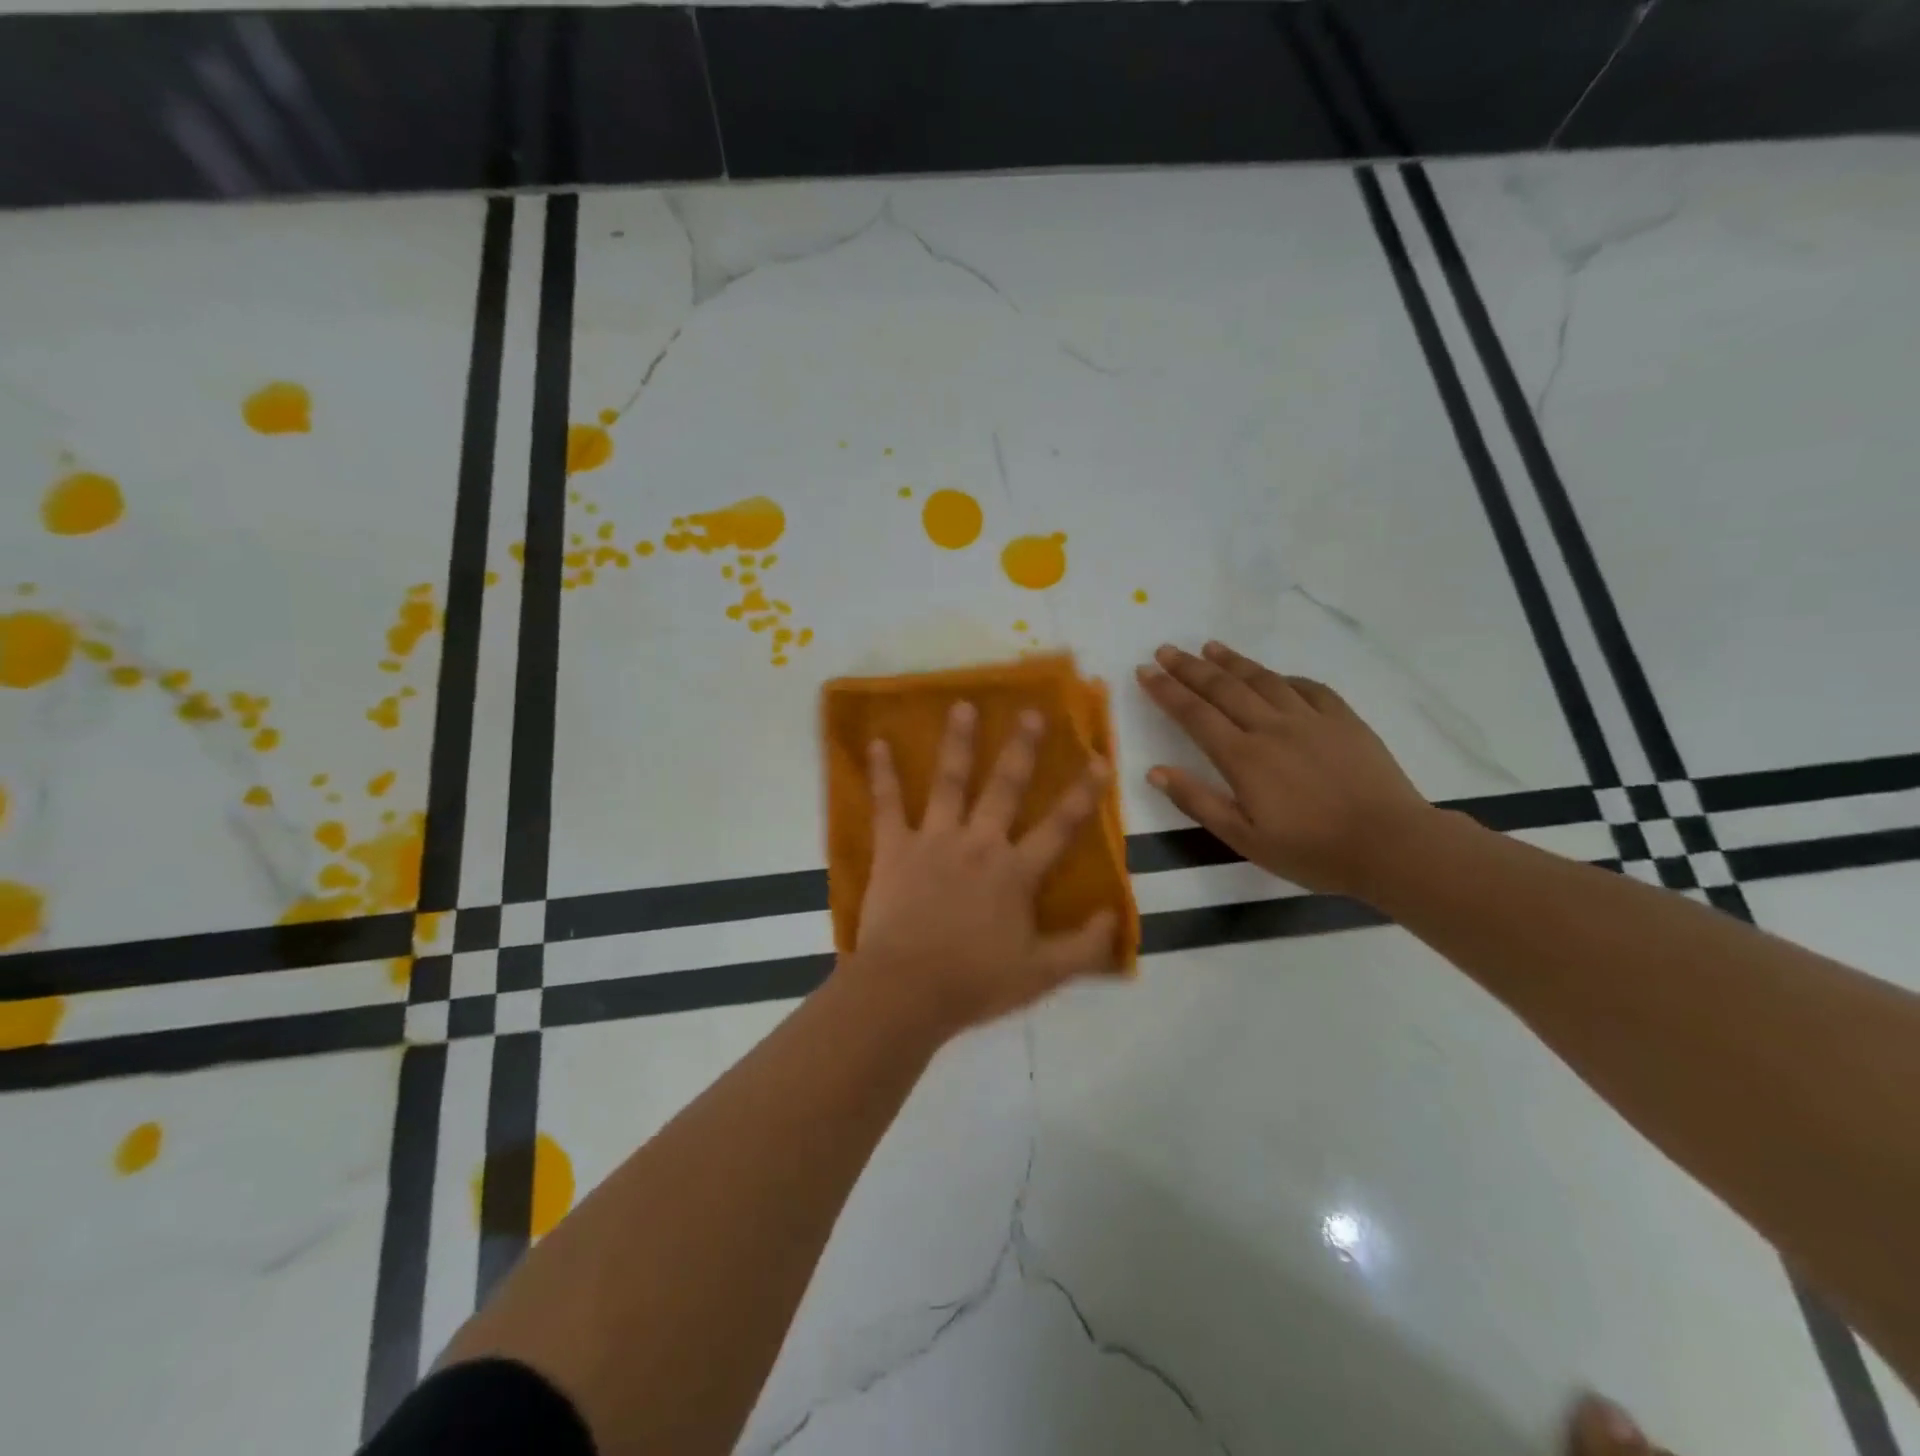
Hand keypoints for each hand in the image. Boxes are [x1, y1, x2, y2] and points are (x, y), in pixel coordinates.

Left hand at [843, 701, 1118, 1037]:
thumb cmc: (975, 982)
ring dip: (957, 742)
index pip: (1059, 827)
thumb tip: (1117, 916)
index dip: (1083, 794)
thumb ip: (1085, 947)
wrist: (907, 990)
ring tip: (962, 705)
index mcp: (1015, 872)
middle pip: (1005, 788)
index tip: (1099, 760)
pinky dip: (881, 774)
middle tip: (1030, 712)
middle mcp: (979, 844)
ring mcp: (934, 840)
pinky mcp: (894, 848)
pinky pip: (887, 804)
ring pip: (950, 782)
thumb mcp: (1043, 974)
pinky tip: (876, 743)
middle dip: (1021, 749)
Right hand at [1136, 642, 1433, 900]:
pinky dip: (1284, 677)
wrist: (1391, 845)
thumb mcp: (1244, 839)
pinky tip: (1274, 676)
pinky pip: (1309, 688)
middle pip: (1223, 688)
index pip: (1194, 714)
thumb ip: (1198, 802)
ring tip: (1210, 647)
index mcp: (1243, 757)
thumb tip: (1155, 771)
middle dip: (1189, 667)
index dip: (1166, 691)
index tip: (1144, 671)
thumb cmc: (1311, 850)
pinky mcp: (1344, 720)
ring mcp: (1311, 719)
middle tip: (1165, 650)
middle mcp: (1271, 728)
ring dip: (1233, 662)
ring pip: (1263, 680)